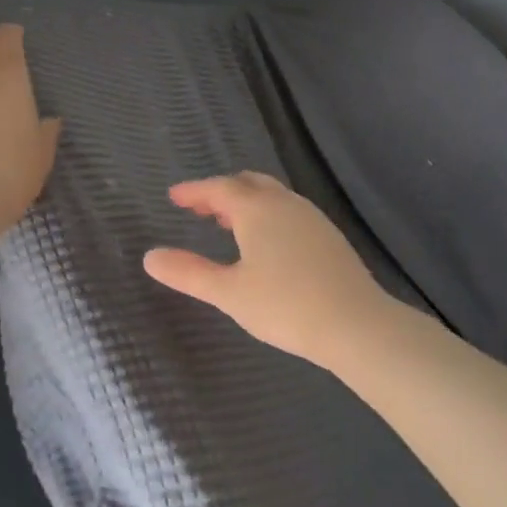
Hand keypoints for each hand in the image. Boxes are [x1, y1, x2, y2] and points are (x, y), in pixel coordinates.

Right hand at [142, 172, 399, 368]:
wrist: (356, 323)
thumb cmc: (285, 305)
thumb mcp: (229, 293)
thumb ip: (188, 273)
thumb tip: (150, 257)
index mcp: (257, 208)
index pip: (219, 188)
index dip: (194, 191)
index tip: (174, 196)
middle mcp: (284, 202)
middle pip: (247, 184)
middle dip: (221, 191)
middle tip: (200, 207)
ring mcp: (310, 216)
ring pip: (271, 196)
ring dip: (245, 202)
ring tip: (227, 223)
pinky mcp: (328, 235)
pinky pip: (288, 211)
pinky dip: (267, 214)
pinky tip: (266, 242)